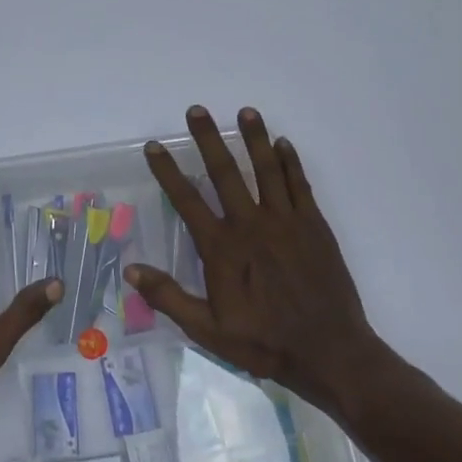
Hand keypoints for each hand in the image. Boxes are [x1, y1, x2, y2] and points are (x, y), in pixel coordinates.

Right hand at [124, 106, 389, 419]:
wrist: (329, 351)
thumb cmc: (264, 342)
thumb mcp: (207, 330)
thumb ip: (169, 297)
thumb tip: (131, 271)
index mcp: (222, 248)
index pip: (187, 200)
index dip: (168, 171)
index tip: (155, 146)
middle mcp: (251, 225)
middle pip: (225, 172)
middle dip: (208, 139)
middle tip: (197, 110)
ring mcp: (286, 222)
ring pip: (267, 169)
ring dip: (254, 138)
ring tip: (246, 111)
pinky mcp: (314, 226)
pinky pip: (299, 185)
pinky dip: (290, 162)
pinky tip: (283, 144)